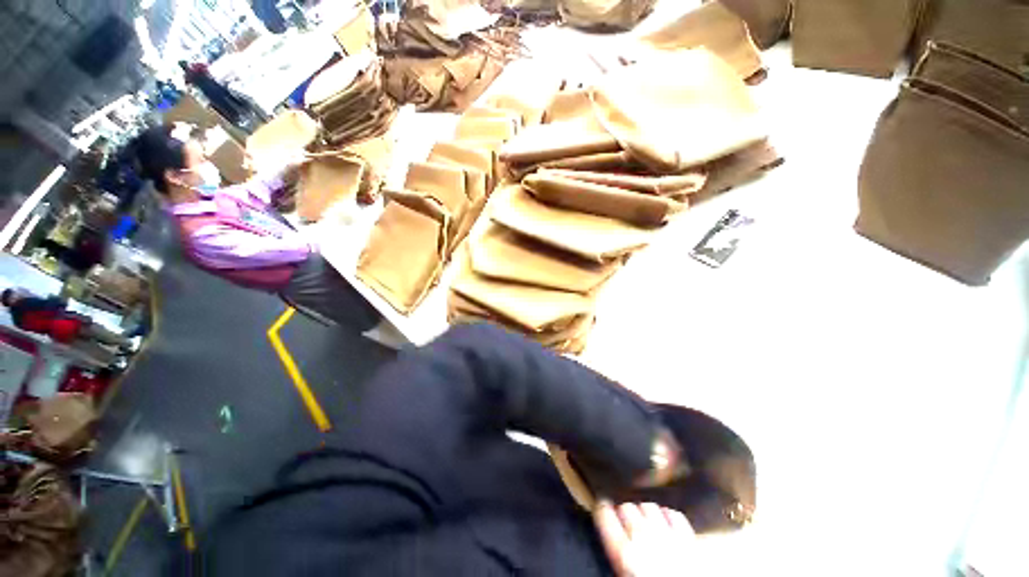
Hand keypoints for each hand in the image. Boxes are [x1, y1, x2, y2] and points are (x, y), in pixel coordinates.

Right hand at [594, 501, 693, 576]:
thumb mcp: (624, 575)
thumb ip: (617, 556)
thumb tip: (611, 543)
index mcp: (623, 552)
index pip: (605, 515)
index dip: (601, 509)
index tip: (601, 507)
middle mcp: (643, 538)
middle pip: (627, 507)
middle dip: (624, 511)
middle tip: (623, 519)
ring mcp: (668, 536)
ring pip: (649, 505)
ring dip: (645, 511)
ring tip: (644, 520)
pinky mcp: (689, 539)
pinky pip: (674, 515)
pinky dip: (668, 515)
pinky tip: (666, 522)